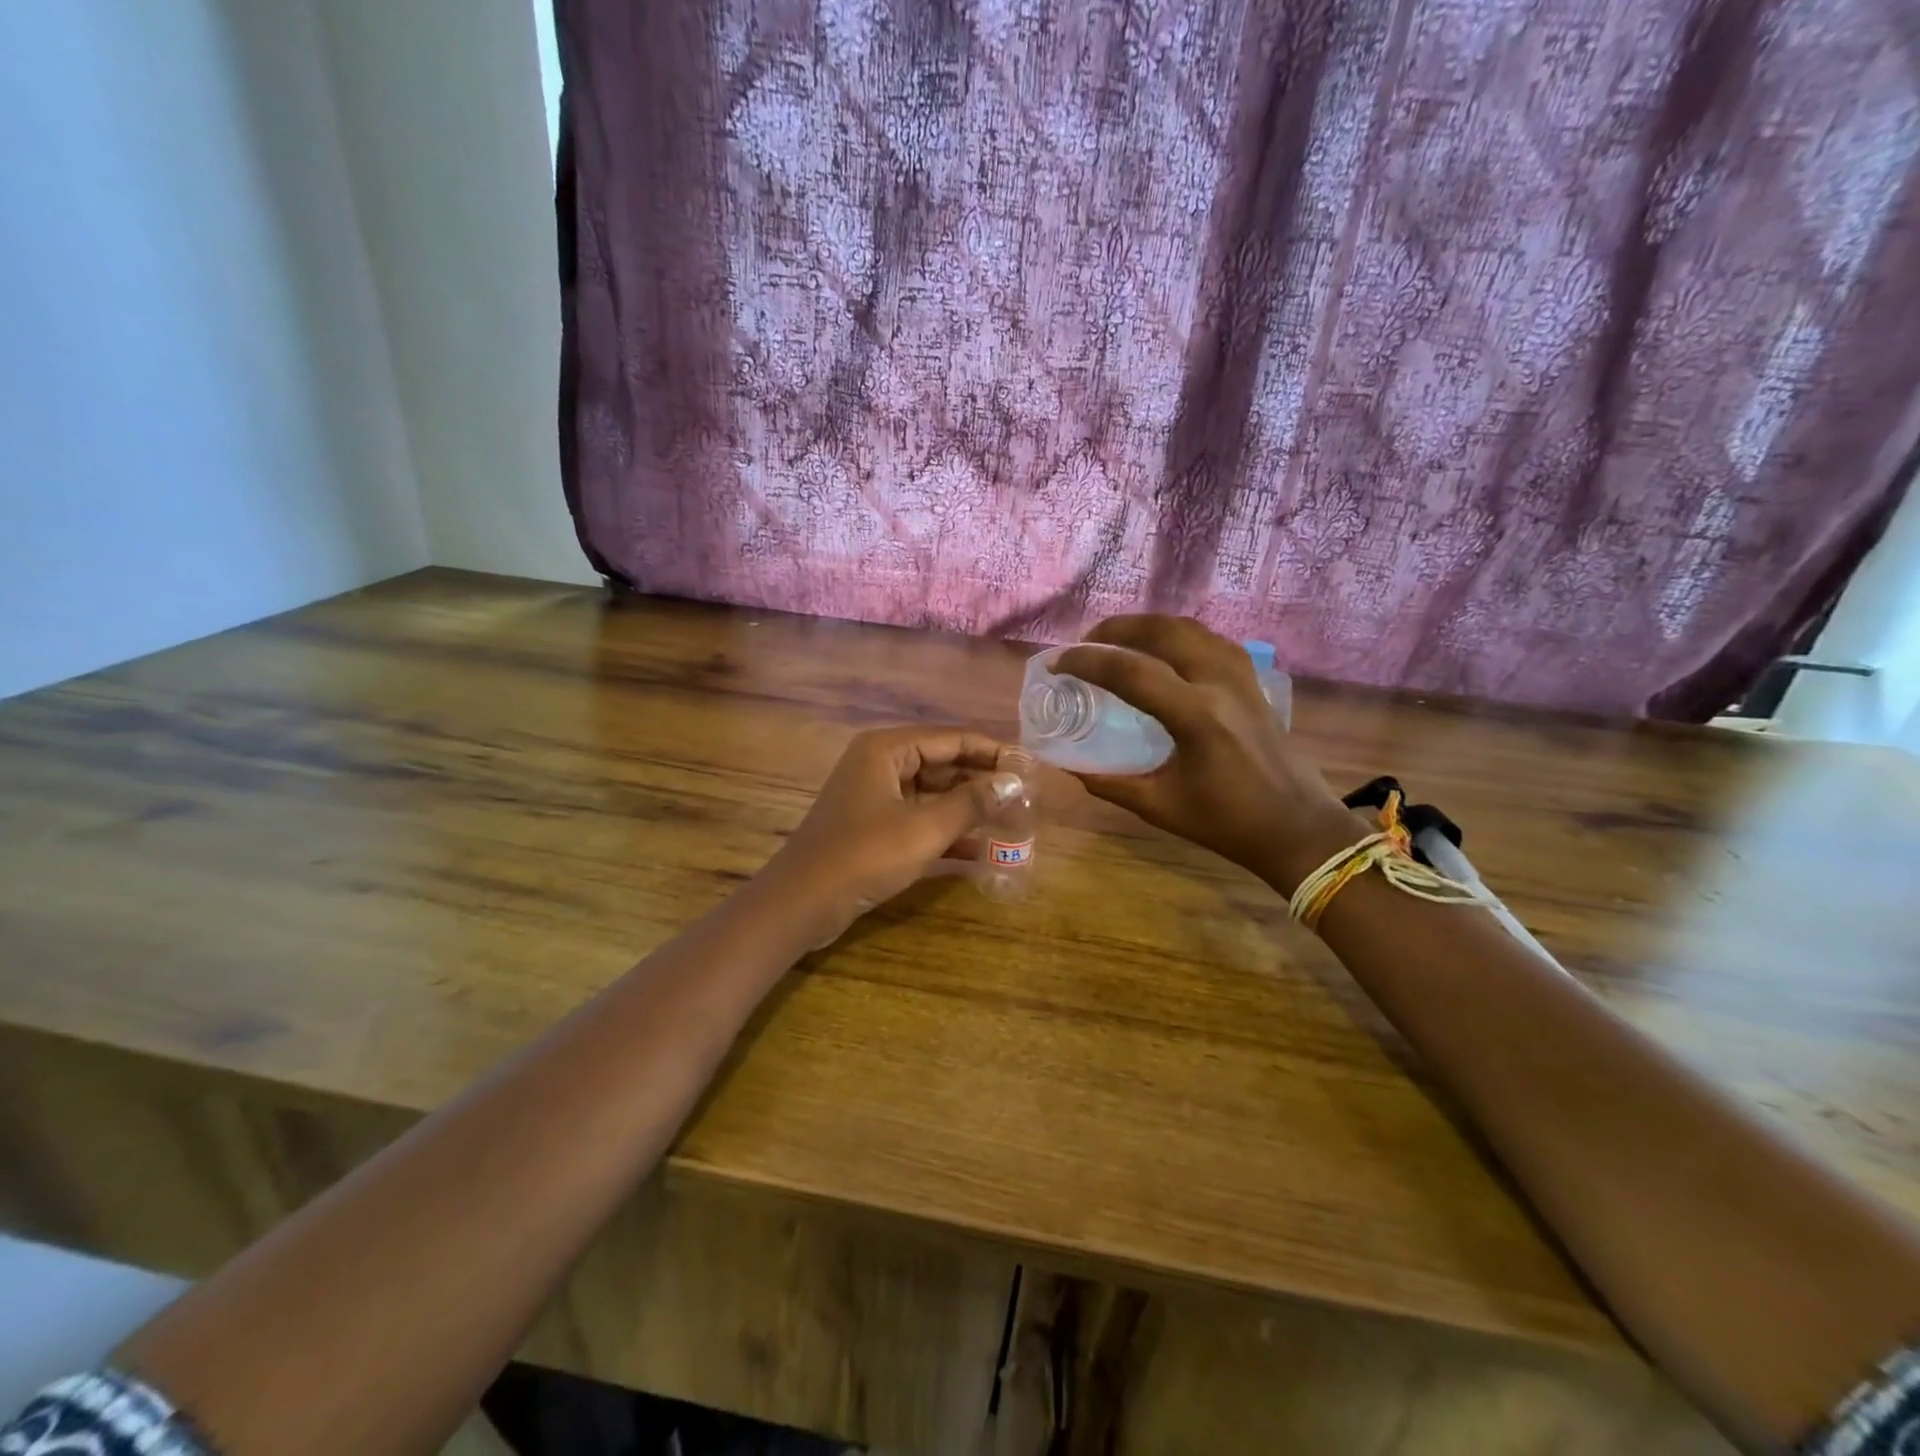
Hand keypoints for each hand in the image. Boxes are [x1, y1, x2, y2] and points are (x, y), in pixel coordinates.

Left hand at [760, 726, 1024, 942]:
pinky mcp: (874, 828)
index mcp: (887, 750)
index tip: (1029, 765)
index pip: (951, 739)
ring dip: (968, 808)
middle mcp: (880, 765)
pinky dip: (947, 832)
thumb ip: (971, 803)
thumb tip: (1013, 782)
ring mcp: (875, 797)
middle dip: (982, 781)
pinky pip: (919, 820)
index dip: (992, 751)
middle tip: (1025, 796)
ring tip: (1012, 821)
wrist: (801, 904)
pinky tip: (981, 851)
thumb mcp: (924, 829)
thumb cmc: (864, 856)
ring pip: (933, 794)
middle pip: (942, 764)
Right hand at [1054, 616, 1360, 892]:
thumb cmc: (1227, 823)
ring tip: (1120, 639)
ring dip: (1149, 626)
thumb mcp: (1160, 807)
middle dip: (1117, 629)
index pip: (1130, 671)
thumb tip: (1070, 767)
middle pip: (1162, 631)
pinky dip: (1180, 635)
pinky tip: (1166, 650)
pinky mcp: (1254, 682)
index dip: (1087, 662)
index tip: (1058, 665)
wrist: (1297, 828)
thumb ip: (1110, 784)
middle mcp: (1219, 684)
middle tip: (1086, 643)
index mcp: (1195, 716)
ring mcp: (1241, 678)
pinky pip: (1212, 641)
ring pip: (1190, 628)